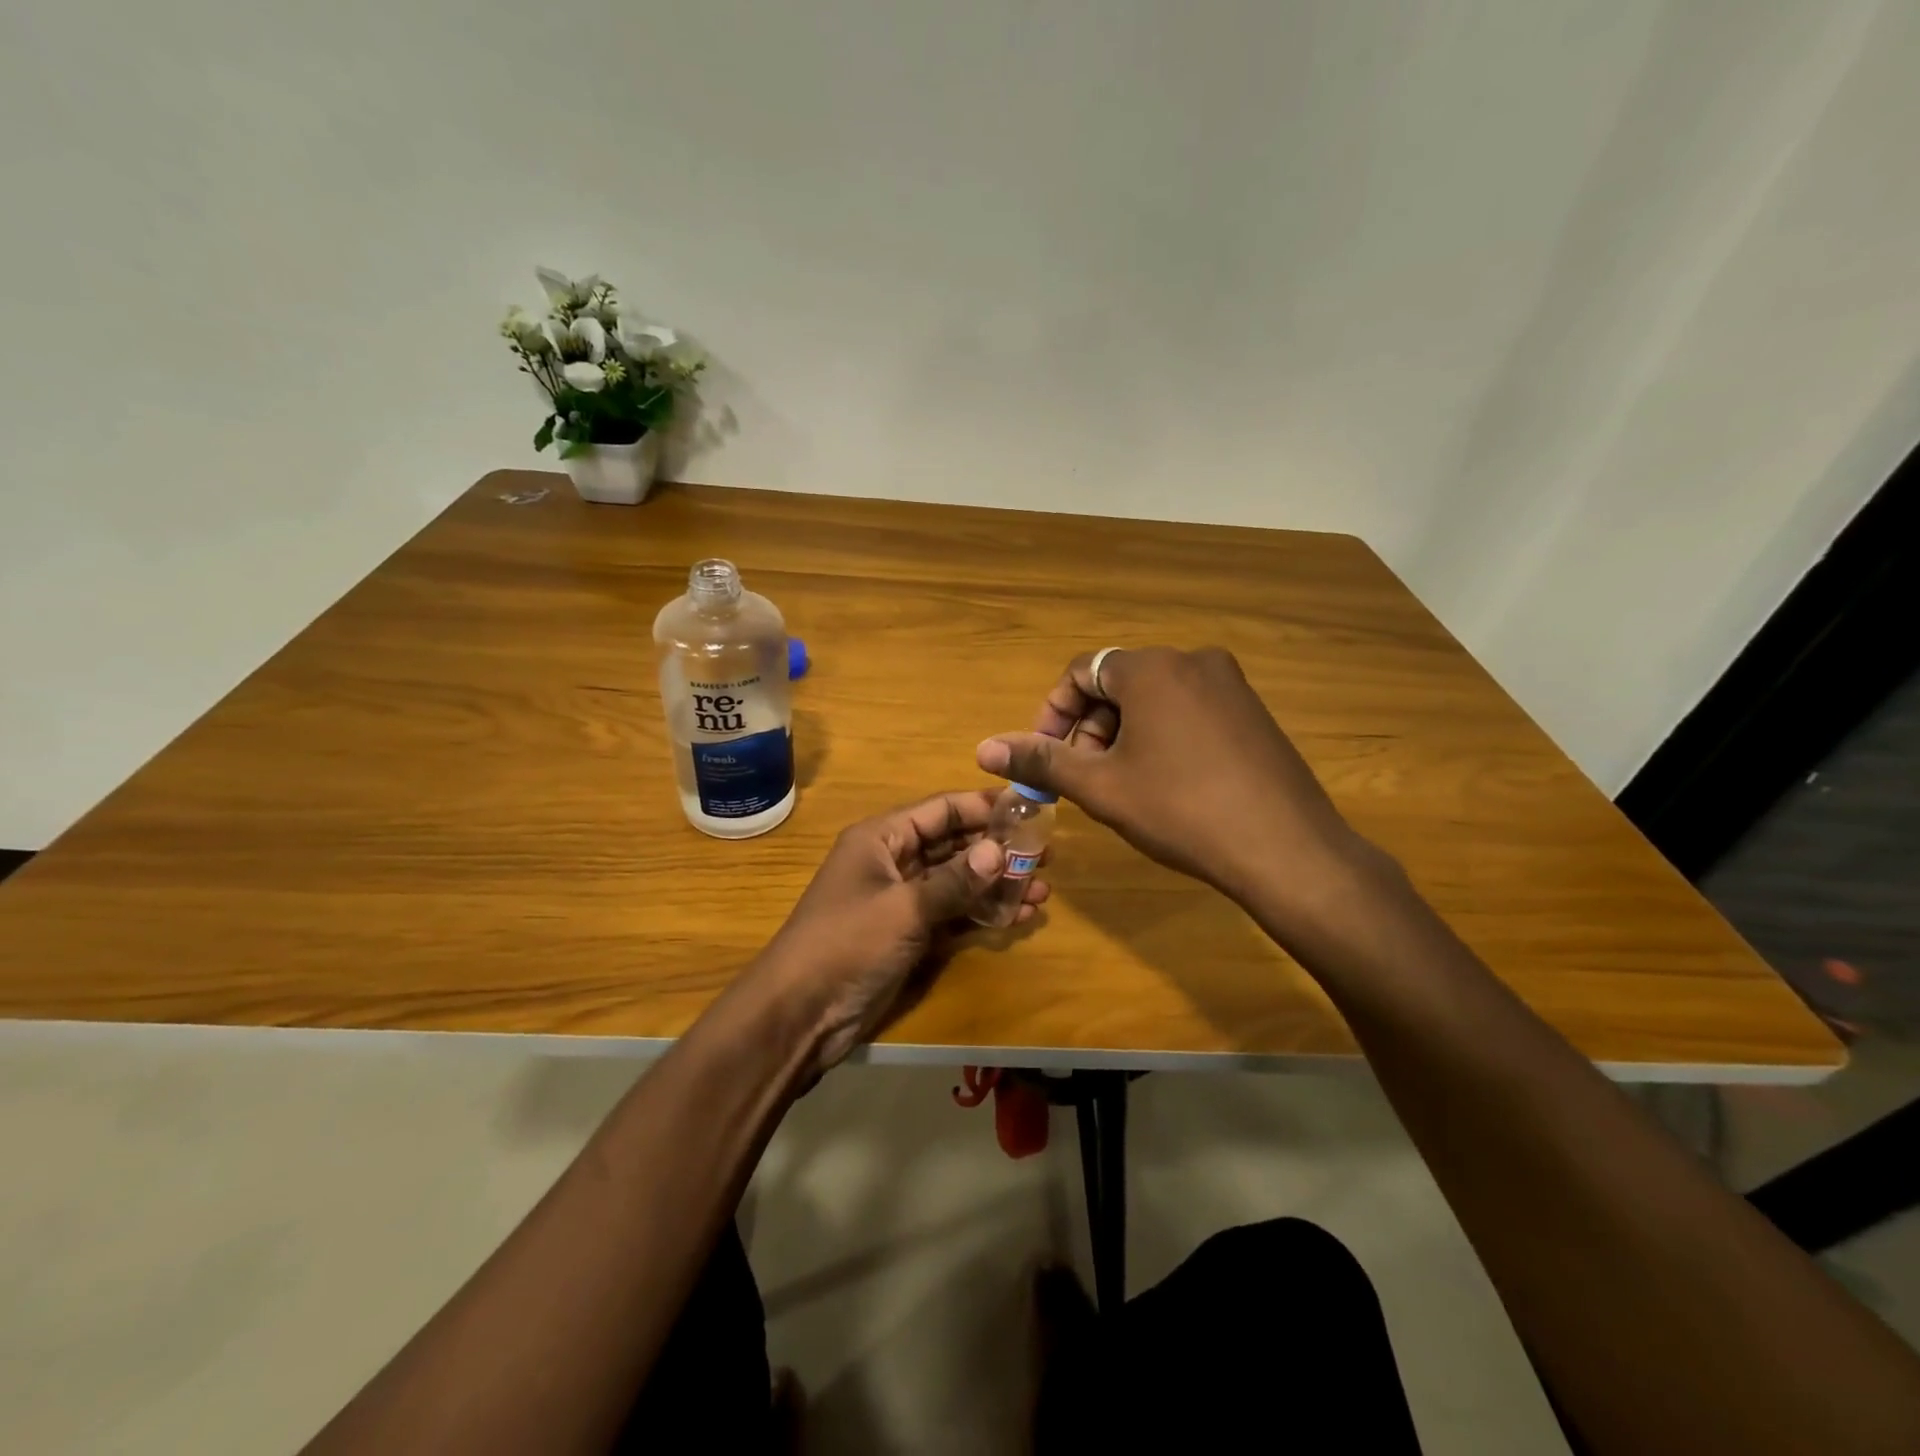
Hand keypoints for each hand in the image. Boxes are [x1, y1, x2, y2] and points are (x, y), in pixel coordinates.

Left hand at [756, 790, 1049, 1071]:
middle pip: (952, 844)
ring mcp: (901, 900)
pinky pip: (952, 914)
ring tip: (1043, 889)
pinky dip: (982, 913)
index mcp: (881, 838)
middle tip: (1046, 853)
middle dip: (996, 848)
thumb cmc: (847, 944)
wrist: (801, 1013)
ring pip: (957, 881)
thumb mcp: (904, 907)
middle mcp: (893, 861)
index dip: (982, 806)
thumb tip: (999, 851)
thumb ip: (954, 880)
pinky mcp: (909, 934)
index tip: (1028, 809)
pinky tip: (1019, 916)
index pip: (940, 809)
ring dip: (996, 884)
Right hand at [976, 647, 1372, 909]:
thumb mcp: (1101, 787)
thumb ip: (1041, 761)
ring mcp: (1231, 685)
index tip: (1046, 756)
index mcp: (1153, 668)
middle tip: (1083, 778)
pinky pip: (1188, 710)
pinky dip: (1161, 737)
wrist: (1286, 848)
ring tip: (1121, 786)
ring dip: (1122, 735)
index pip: (1081, 671)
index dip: (1053, 713)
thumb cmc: (1181, 810)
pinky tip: (1165, 784)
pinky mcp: (1253, 712)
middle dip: (1088, 728)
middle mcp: (1193, 661)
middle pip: (1118, 684)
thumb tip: (984, 748)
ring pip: (1154, 699)